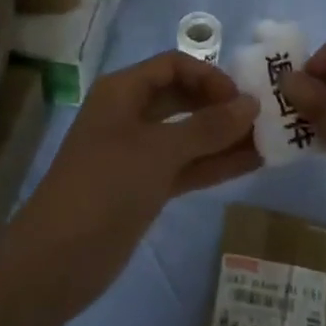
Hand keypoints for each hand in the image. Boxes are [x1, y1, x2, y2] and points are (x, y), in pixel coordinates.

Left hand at [0, 50, 260, 316]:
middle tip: (264, 117)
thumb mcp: (159, 151)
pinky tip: (251, 164)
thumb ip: (208, 127)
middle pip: (183, 97)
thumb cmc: (105, 187)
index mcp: (123, 91)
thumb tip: (251, 104)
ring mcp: (138, 153)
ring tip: (269, 140)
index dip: (209, 76)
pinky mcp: (145, 187)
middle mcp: (130, 114)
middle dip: (221, 105)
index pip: (174, 65)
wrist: (56, 261)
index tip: (241, 98)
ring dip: (224, 137)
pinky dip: (214, 164)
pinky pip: (186, 165)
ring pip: (188, 135)